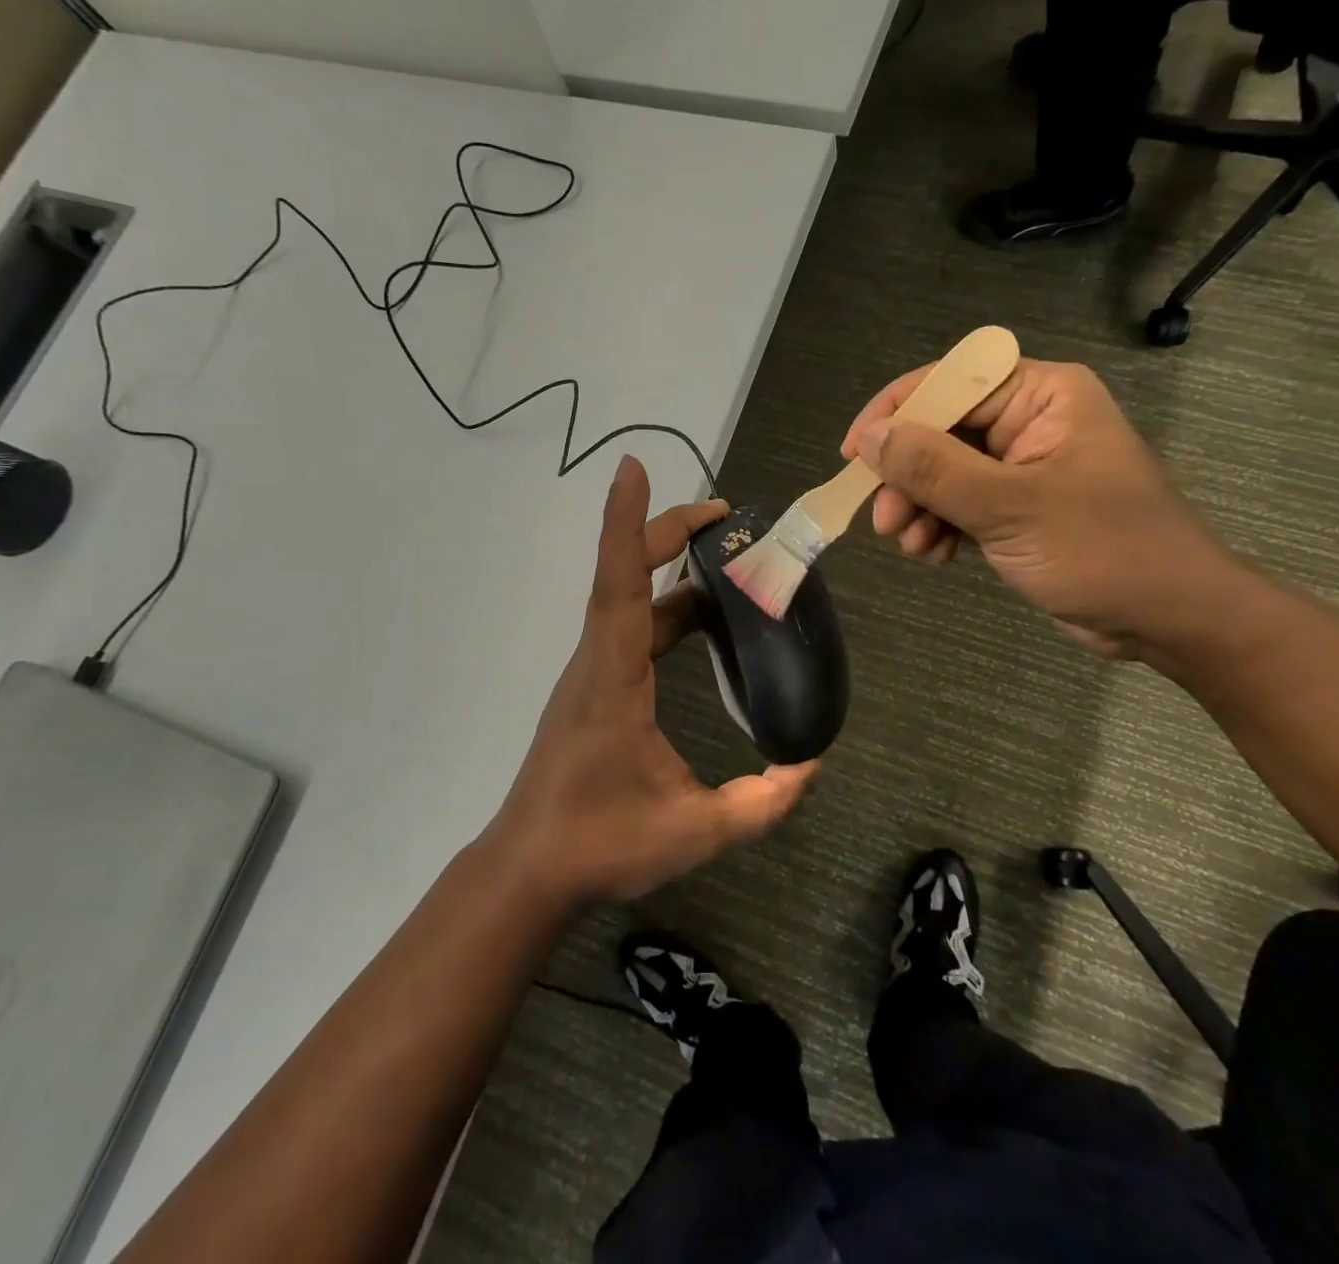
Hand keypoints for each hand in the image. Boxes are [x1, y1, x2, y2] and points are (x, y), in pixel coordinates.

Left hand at [486, 457, 817, 903]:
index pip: (620, 583)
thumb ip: (759, 803)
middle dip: (668, 535)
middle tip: (725, 519)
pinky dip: (664, 608)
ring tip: (727, 563)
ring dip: (671, 573)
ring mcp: (591, 672)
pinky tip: (700, 621)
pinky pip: (629, 627)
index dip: (629, 523)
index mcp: (613, 676)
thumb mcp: (693, 831)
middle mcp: (597, 660)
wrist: (529, 870)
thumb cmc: (600, 843)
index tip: (633, 468)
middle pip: (625, 576)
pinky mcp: (594, 688)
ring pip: (629, 601)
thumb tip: (809, 766)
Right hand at [842, 359, 1240, 658]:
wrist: (1170, 620)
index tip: (854, 454)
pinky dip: (940, 526)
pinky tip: (935, 555)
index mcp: (1043, 395)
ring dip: (919, 507)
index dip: (897, 411)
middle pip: (942, 430)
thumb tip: (871, 436)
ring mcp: (1023, 466)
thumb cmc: (1104, 551)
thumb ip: (935, 469)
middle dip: (908, 476)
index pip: (951, 381)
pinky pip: (960, 503)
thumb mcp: (1011, 507)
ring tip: (912, 545)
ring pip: (944, 471)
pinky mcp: (1018, 506)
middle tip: (884, 520)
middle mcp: (1030, 420)